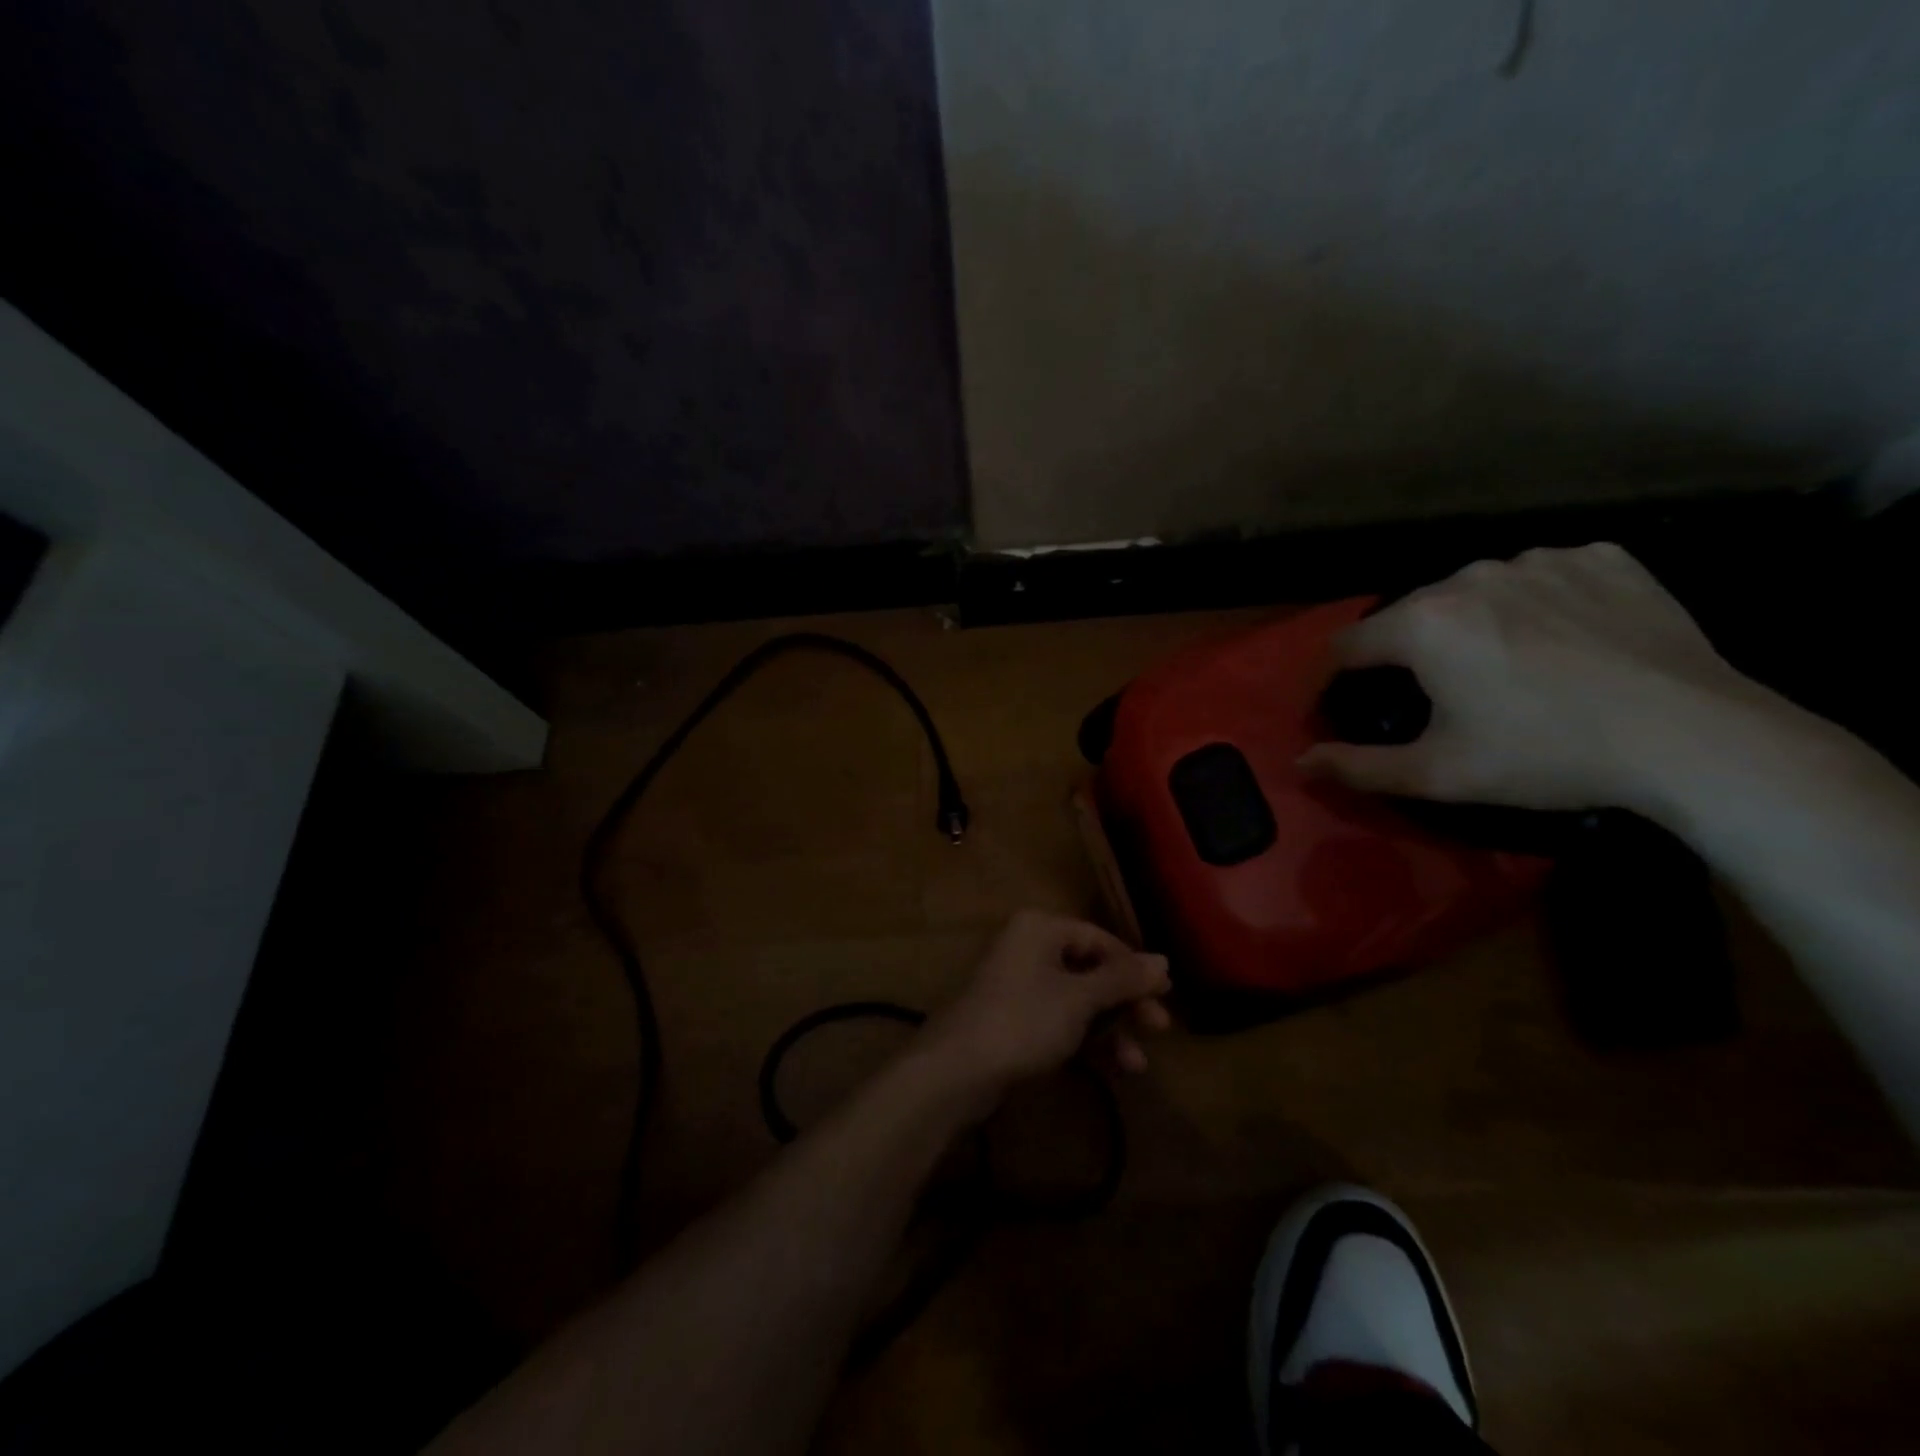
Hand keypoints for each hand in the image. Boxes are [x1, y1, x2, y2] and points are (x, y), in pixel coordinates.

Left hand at [921, 911, 1171, 1095]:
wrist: (958, 1070)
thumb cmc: (1024, 1020)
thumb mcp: (1080, 999)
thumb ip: (1123, 979)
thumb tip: (1164, 959)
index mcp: (1040, 928)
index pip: (1099, 938)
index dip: (1134, 966)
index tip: (1166, 994)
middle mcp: (1029, 948)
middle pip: (1091, 970)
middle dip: (1126, 1002)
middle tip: (1160, 1028)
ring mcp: (1020, 985)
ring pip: (1078, 1000)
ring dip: (1111, 1029)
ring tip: (1139, 1063)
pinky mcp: (1015, 1020)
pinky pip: (1061, 1022)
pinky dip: (1088, 1041)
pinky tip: (1116, 1068)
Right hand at [1297, 543, 1769, 813]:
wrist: (1695, 738)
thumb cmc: (1546, 755)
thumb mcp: (1438, 774)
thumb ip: (1357, 766)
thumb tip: (1300, 762)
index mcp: (1422, 623)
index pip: (1347, 644)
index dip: (1339, 678)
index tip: (1353, 704)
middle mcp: (1470, 577)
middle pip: (1411, 616)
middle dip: (1411, 653)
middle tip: (1445, 697)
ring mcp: (1540, 559)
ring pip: (1476, 592)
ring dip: (1474, 625)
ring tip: (1511, 669)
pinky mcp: (1603, 558)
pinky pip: (1543, 577)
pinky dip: (1538, 605)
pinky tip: (1566, 642)